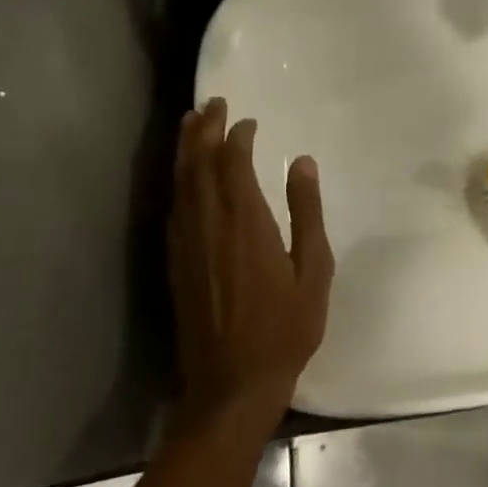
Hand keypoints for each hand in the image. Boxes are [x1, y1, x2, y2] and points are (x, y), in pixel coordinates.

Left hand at [168, 99, 333, 427]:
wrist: (232, 384)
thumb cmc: (285, 328)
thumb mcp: (314, 271)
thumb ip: (306, 213)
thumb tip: (301, 162)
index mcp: (246, 223)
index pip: (233, 163)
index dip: (237, 136)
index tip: (248, 120)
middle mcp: (209, 225)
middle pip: (198, 165)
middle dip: (203, 130)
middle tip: (211, 103)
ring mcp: (186, 244)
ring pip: (180, 184)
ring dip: (185, 150)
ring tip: (190, 123)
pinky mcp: (175, 262)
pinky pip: (173, 208)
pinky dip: (178, 182)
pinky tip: (183, 177)